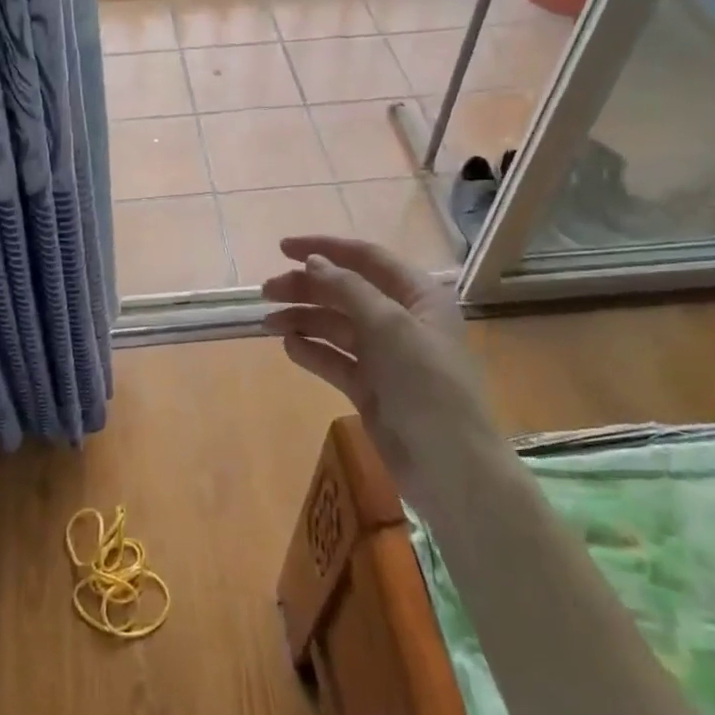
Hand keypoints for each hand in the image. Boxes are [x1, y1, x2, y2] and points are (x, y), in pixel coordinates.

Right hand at [261, 235, 496, 474]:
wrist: (449, 466)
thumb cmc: (427, 384)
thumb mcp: (390, 326)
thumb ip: (348, 289)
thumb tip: (313, 261)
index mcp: (418, 296)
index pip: (367, 258)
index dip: (325, 248)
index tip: (282, 248)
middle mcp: (402, 320)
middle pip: (346, 292)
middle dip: (306, 288)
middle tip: (266, 291)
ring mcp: (386, 356)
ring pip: (336, 326)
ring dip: (303, 319)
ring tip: (267, 323)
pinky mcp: (371, 388)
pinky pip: (335, 360)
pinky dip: (312, 351)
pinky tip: (288, 346)